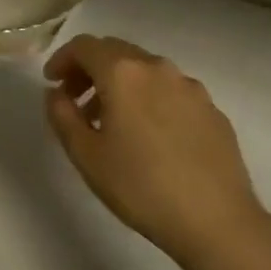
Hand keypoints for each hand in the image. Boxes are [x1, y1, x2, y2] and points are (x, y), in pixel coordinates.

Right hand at [43, 34, 269, 269]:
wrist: (218, 223)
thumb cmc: (141, 187)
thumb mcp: (86, 155)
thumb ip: (62, 115)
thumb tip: (56, 93)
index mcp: (122, 72)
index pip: (83, 46)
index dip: (62, 59)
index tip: (52, 83)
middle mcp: (156, 67)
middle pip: (115, 51)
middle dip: (90, 69)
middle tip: (76, 100)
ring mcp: (189, 86)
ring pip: (144, 70)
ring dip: (120, 84)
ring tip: (112, 121)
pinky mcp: (212, 109)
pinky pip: (170, 91)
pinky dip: (150, 99)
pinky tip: (150, 135)